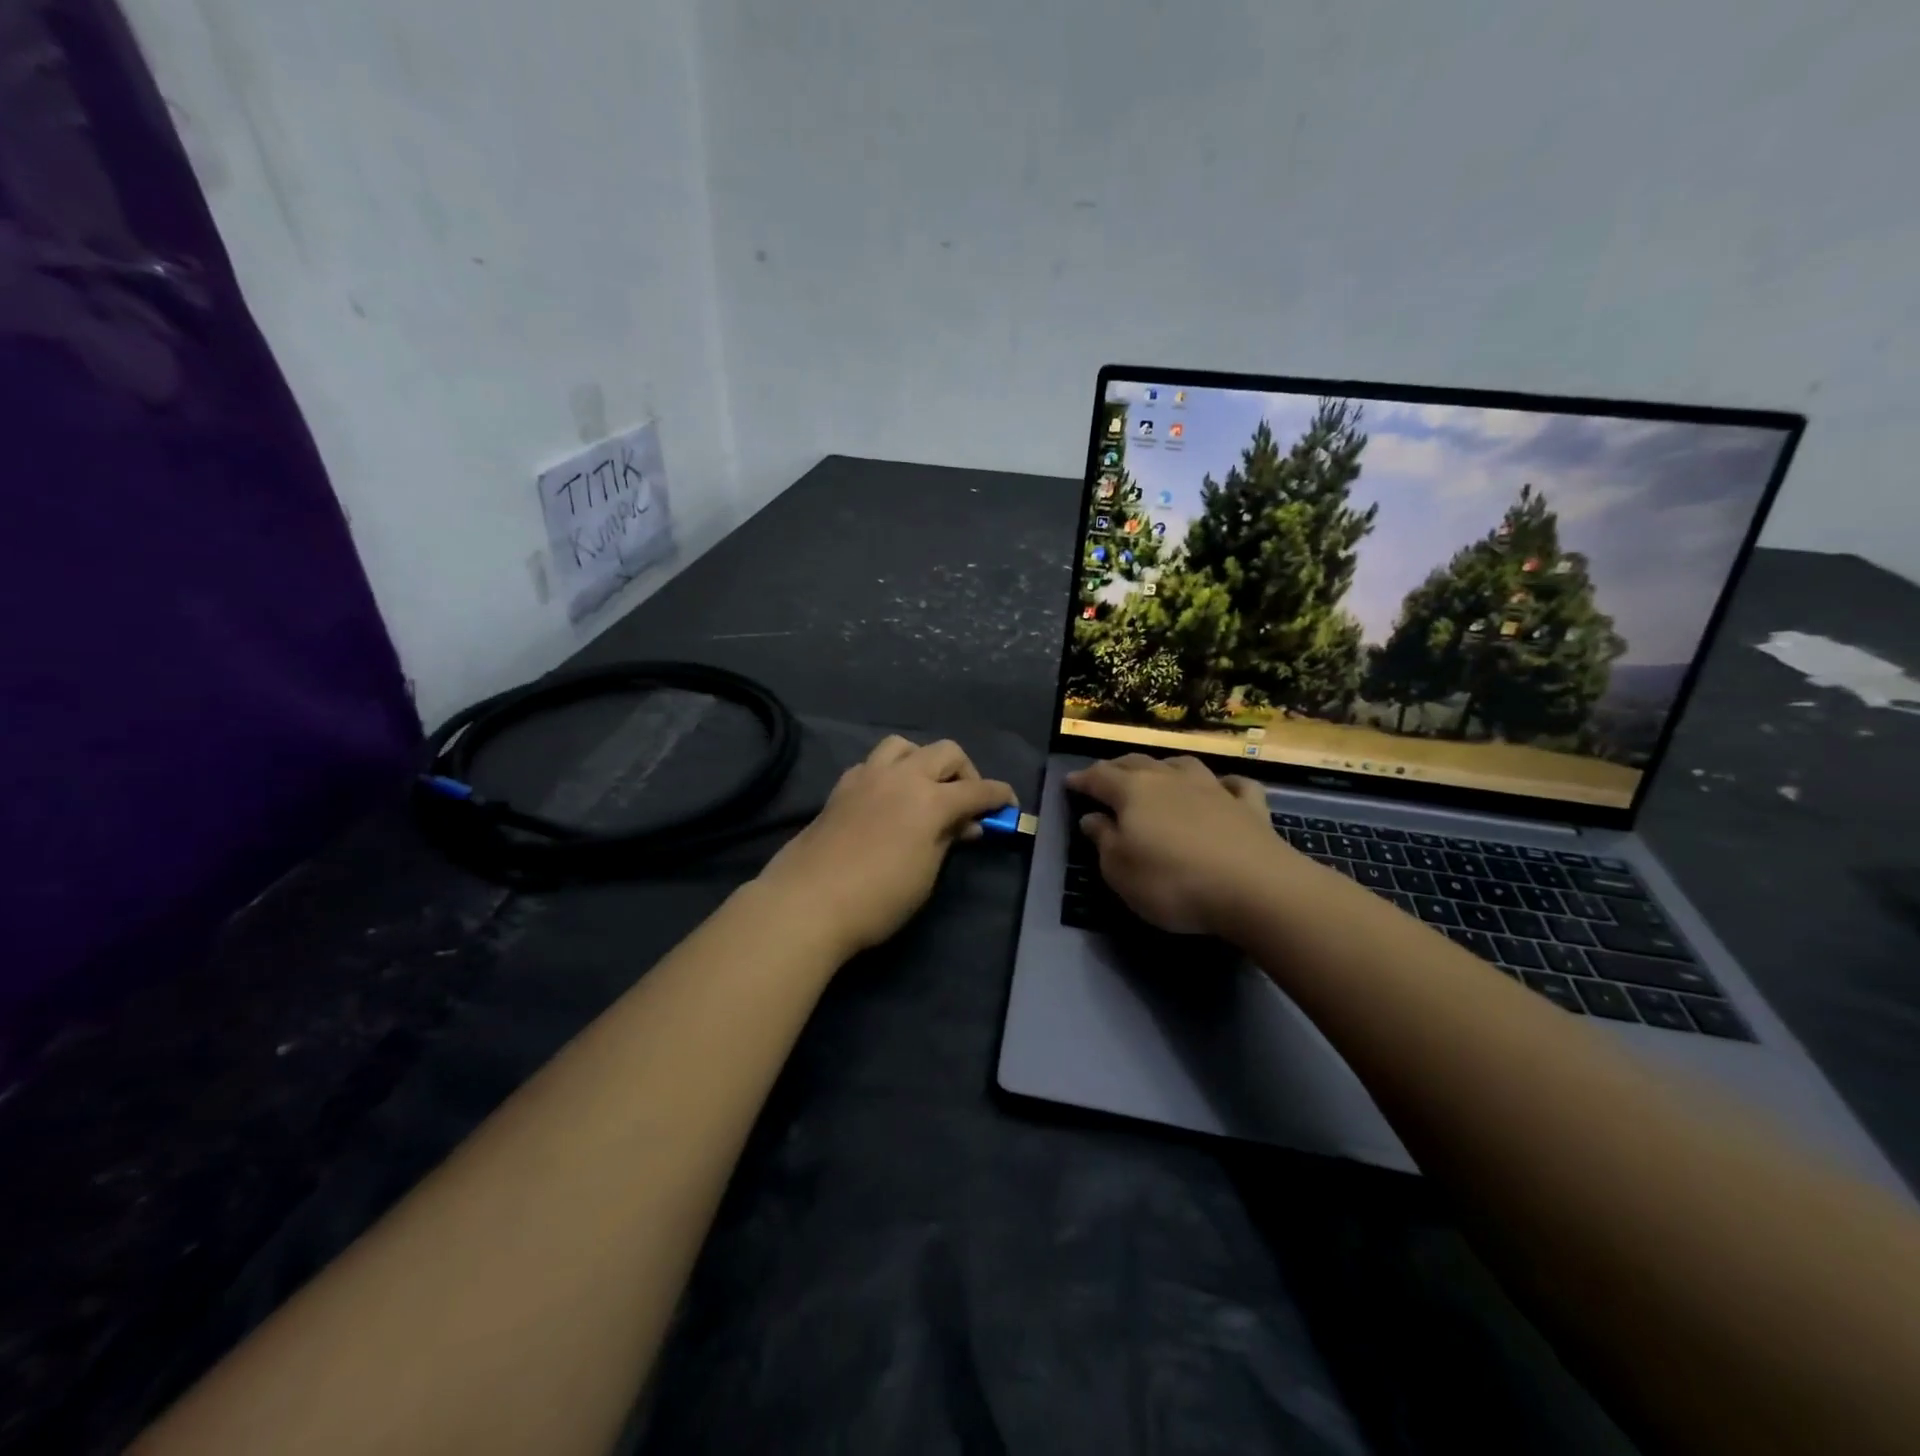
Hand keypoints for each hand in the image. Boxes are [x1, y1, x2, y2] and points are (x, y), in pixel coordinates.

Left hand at [757, 736, 1015, 957]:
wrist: (808, 902)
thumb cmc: (878, 898)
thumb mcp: (926, 874)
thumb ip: (948, 840)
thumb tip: (966, 824)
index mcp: (930, 800)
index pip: (977, 789)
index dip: (999, 796)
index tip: (1009, 806)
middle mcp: (902, 776)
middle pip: (945, 752)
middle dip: (965, 772)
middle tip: (965, 802)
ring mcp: (868, 776)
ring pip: (904, 745)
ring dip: (923, 761)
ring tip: (923, 790)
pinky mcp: (842, 787)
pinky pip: (873, 763)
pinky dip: (889, 772)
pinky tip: (886, 799)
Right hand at [1066, 754, 1288, 934]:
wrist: (1255, 888)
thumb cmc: (1172, 881)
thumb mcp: (1120, 870)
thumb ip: (1103, 840)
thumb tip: (1092, 817)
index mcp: (1133, 792)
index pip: (1099, 777)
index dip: (1081, 780)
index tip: (1068, 783)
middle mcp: (1171, 780)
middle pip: (1137, 764)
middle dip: (1117, 768)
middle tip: (1106, 776)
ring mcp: (1213, 789)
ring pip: (1183, 765)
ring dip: (1166, 767)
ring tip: (1158, 774)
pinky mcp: (1250, 807)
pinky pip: (1236, 785)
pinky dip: (1225, 784)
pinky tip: (1223, 788)